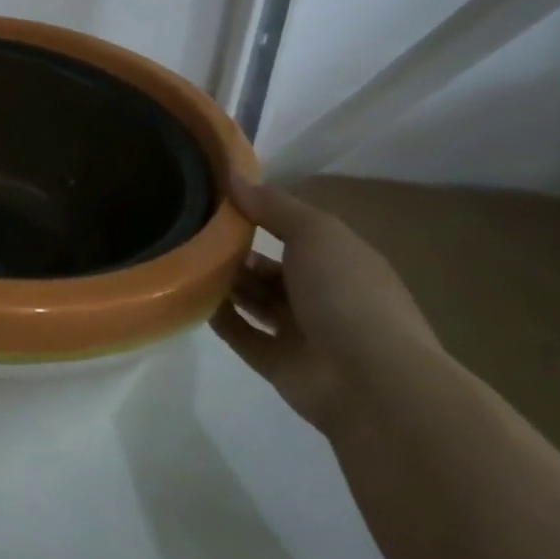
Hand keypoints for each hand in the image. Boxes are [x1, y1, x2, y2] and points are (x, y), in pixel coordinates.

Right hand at [211, 176, 442, 437]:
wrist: (371, 383)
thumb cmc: (347, 293)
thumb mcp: (315, 232)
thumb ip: (273, 204)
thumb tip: (233, 175)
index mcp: (341, 261)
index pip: (298, 232)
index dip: (263, 215)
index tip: (221, 199)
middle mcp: (323, 295)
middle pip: (272, 267)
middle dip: (239, 251)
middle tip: (196, 232)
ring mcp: (302, 332)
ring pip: (256, 300)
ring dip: (227, 283)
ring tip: (187, 259)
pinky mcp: (279, 364)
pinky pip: (242, 335)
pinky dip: (220, 317)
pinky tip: (191, 296)